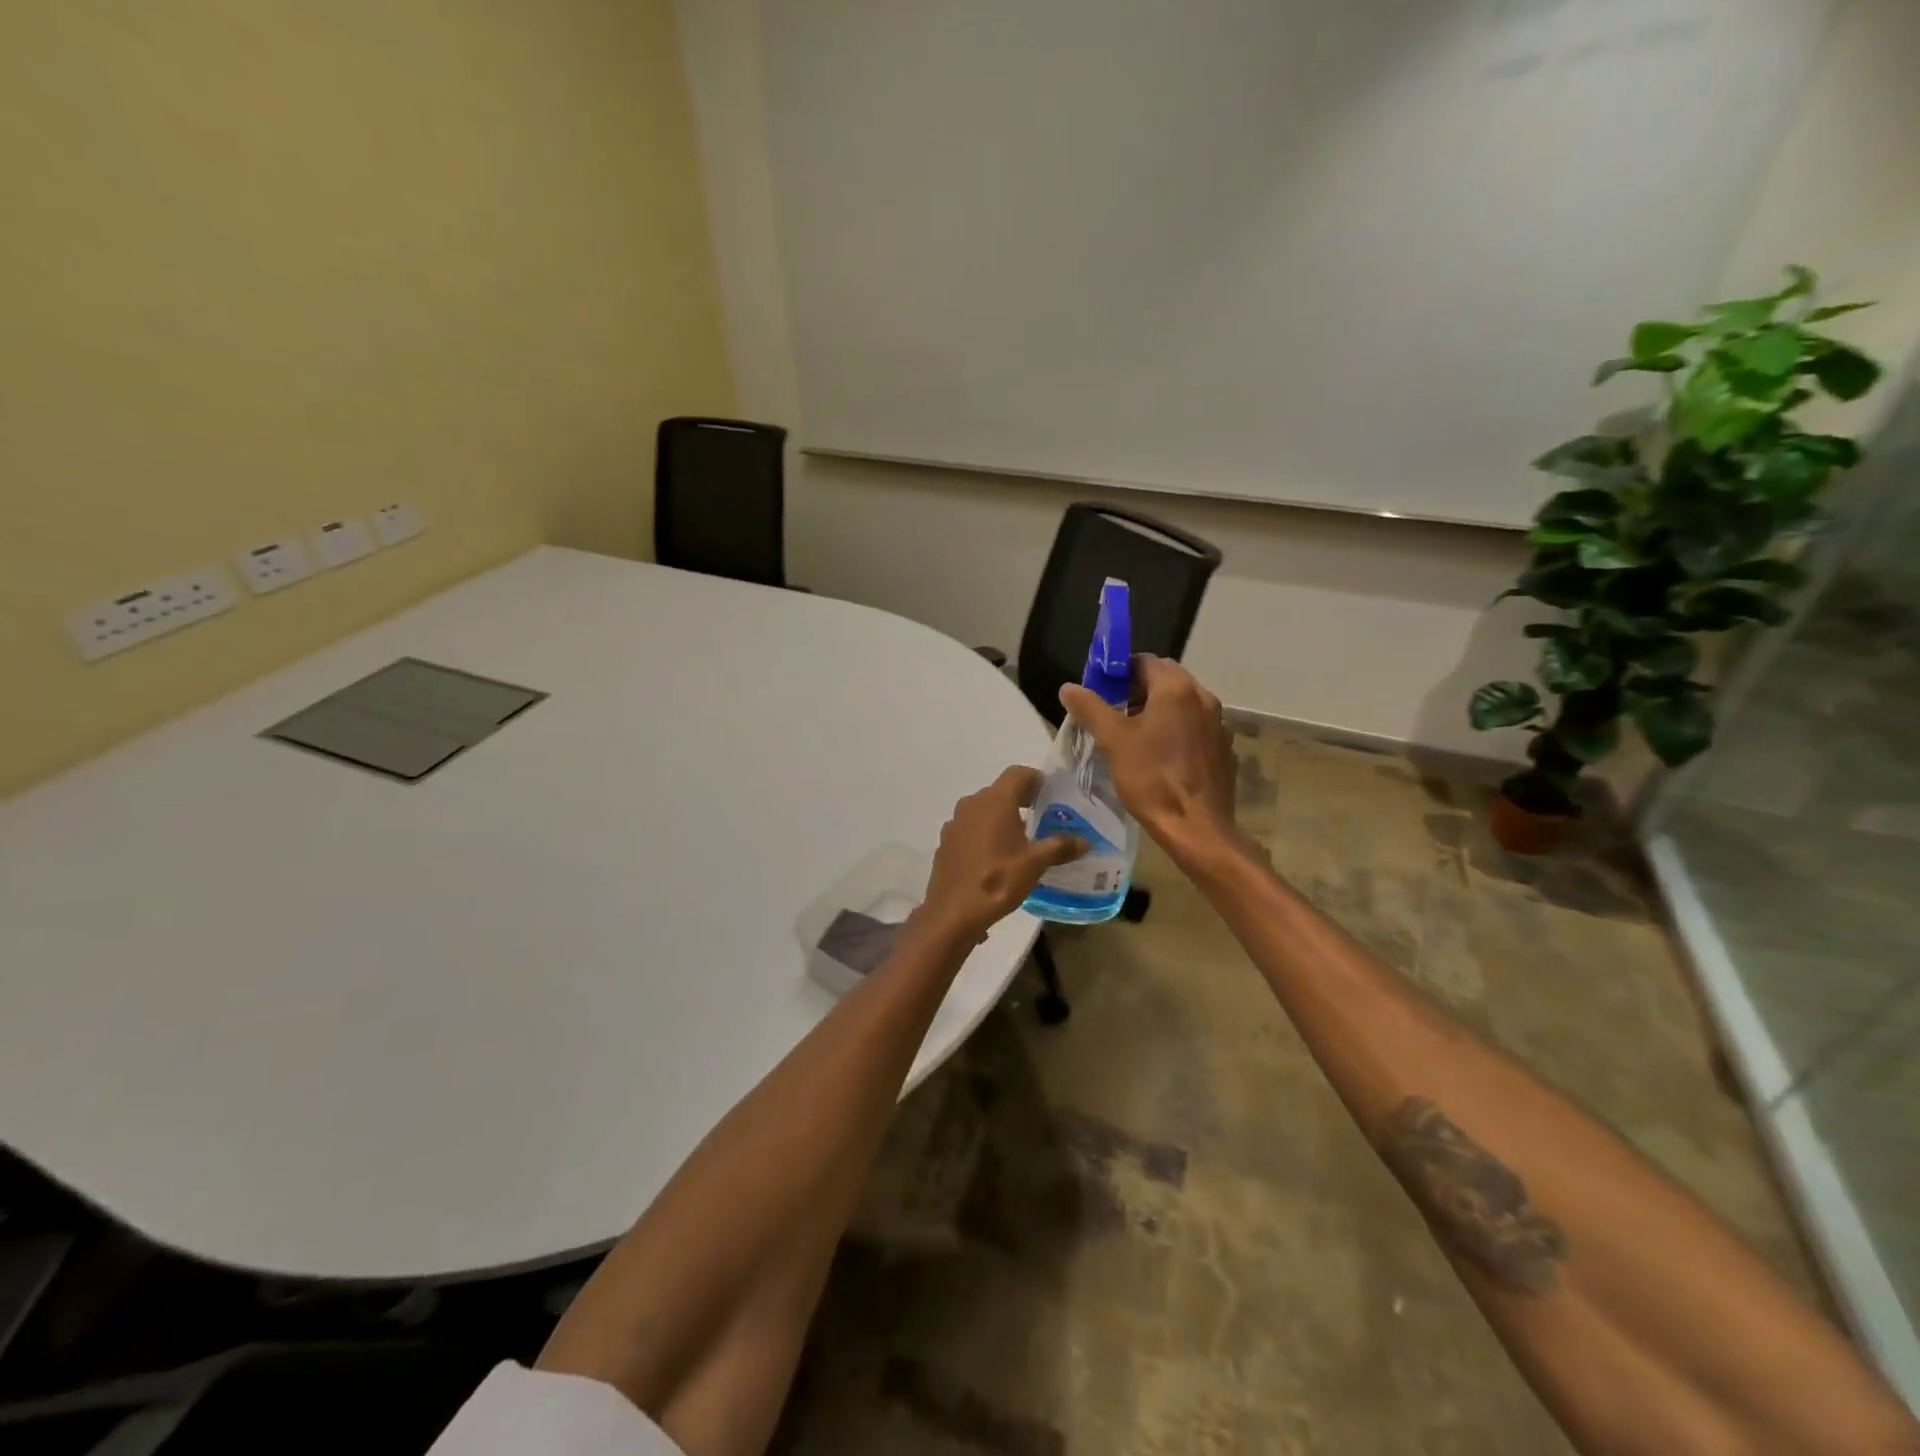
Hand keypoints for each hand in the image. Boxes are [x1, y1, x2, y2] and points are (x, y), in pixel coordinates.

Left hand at [920, 767, 1084, 941]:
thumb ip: (1060, 847)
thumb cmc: (998, 881)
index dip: (1035, 779)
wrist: (953, 912)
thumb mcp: (1035, 864)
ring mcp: (955, 823)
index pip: (1017, 773)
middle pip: (1000, 790)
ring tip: (1020, 838)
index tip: (1050, 793)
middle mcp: (971, 804)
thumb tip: (1084, 841)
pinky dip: (984, 832)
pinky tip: (995, 855)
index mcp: (994, 801)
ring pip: (983, 809)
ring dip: (1001, 817)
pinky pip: (970, 828)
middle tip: (1040, 815)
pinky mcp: (946, 842)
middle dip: (1020, 799)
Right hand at [1058, 656, 1244, 865]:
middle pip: (1166, 681)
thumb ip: (1090, 708)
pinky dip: (1177, 732)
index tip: (1101, 693)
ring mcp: (1219, 724)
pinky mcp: (1224, 749)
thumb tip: (1069, 687)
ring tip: (1135, 737)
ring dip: (1158, 712)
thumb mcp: (1112, 741)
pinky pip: (1196, 729)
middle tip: (1114, 715)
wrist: (1197, 827)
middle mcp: (1203, 698)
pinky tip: (1162, 758)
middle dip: (1138, 692)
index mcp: (1176, 689)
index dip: (1119, 673)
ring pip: (1182, 706)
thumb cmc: (1151, 778)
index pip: (1144, 661)